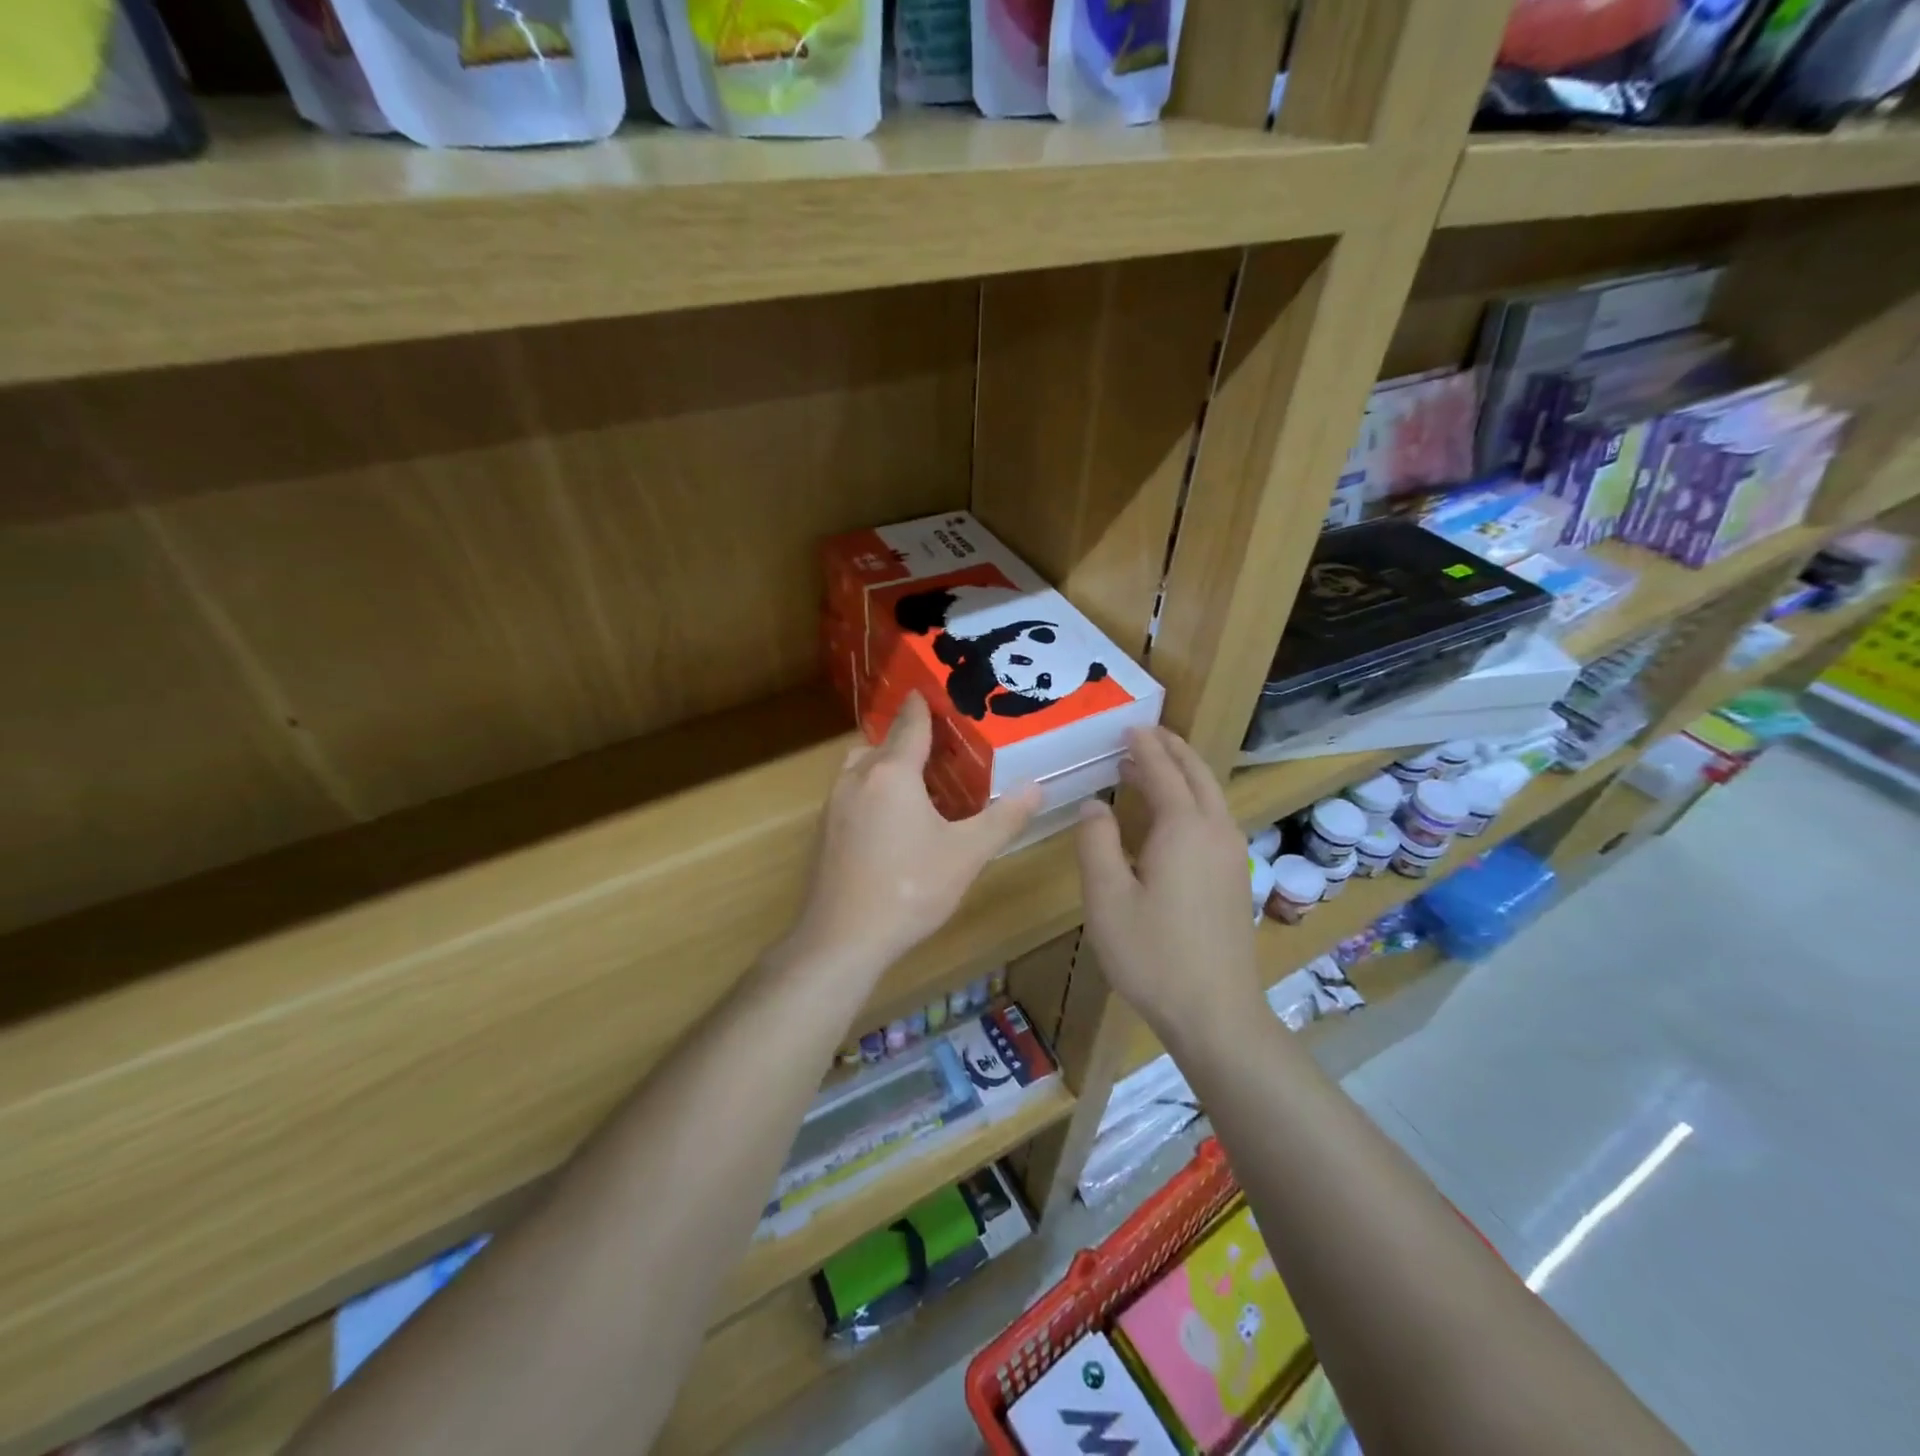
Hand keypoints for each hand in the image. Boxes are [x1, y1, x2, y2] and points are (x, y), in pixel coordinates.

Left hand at [786, 693, 1040, 975]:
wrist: (841, 939)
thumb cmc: (909, 889)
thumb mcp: (967, 854)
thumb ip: (1003, 817)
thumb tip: (1037, 786)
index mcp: (892, 773)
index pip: (911, 723)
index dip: (926, 705)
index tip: (941, 692)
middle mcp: (858, 778)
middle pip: (884, 742)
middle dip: (910, 738)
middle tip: (944, 747)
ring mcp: (834, 804)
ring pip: (862, 767)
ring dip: (887, 764)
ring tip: (921, 783)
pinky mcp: (825, 830)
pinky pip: (853, 793)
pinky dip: (873, 790)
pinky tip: (894, 821)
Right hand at [1076, 727, 1262, 1048]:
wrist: (1216, 1013)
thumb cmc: (1153, 955)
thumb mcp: (1107, 898)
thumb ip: (1097, 843)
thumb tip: (1094, 805)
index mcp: (1184, 829)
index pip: (1163, 771)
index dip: (1144, 747)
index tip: (1127, 727)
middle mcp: (1216, 832)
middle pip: (1197, 775)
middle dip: (1172, 749)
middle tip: (1144, 734)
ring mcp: (1232, 855)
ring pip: (1211, 796)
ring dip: (1184, 774)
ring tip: (1152, 767)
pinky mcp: (1235, 877)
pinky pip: (1215, 818)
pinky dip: (1193, 799)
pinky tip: (1172, 817)